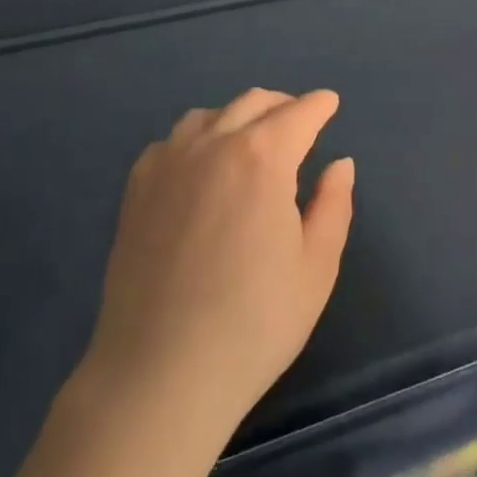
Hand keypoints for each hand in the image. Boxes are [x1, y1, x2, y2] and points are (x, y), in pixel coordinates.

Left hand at [78, 88, 354, 439]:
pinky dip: (197, 138)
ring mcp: (169, 162)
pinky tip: (201, 166)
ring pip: (210, 114)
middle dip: (283, 105)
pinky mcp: (137, 188)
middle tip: (299, 122)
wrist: (159, 374)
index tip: (330, 103)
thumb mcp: (316, 269)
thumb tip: (339, 164)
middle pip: (253, 102)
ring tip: (251, 140)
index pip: (299, 114)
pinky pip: (172, 141)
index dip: (319, 105)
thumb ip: (333, 205)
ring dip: (239, 116)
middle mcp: (214, 144)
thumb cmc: (253, 324)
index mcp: (263, 158)